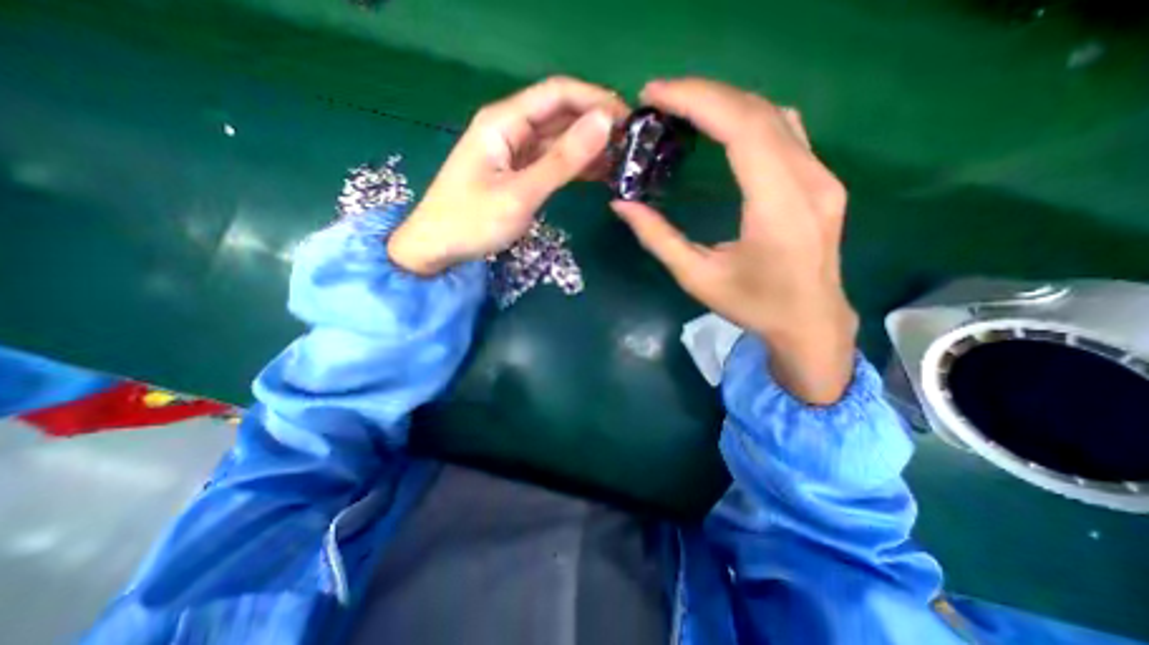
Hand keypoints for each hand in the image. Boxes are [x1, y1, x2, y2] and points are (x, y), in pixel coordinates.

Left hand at [394, 75, 626, 274]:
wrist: (438, 247)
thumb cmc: (473, 220)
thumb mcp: (521, 192)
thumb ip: (563, 160)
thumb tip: (604, 124)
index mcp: (505, 121)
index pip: (558, 94)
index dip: (596, 100)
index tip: (628, 120)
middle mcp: (510, 128)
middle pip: (560, 115)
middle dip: (596, 125)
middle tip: (632, 146)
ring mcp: (514, 151)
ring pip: (558, 140)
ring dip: (589, 148)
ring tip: (622, 162)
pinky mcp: (518, 172)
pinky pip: (552, 161)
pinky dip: (575, 166)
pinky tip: (599, 174)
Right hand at [615, 77, 855, 402]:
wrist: (810, 321)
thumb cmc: (753, 305)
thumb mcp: (696, 277)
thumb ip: (658, 239)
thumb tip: (622, 205)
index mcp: (778, 207)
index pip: (741, 128)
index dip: (696, 100)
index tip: (654, 94)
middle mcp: (809, 180)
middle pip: (757, 112)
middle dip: (704, 94)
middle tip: (659, 97)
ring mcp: (823, 177)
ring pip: (774, 115)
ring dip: (726, 101)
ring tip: (685, 106)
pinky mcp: (822, 180)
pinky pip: (785, 131)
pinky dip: (748, 117)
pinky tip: (723, 125)